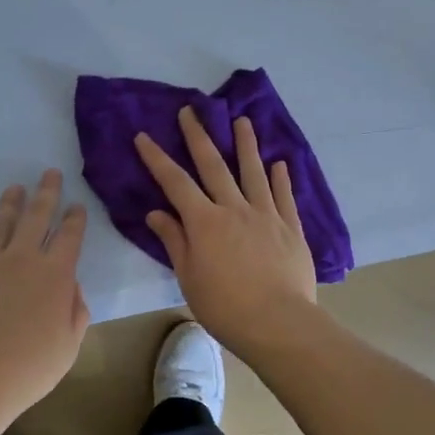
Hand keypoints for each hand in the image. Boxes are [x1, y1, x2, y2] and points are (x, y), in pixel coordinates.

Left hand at [0, 169, 90, 420]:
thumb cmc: (27, 370)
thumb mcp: (68, 347)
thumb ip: (76, 311)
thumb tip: (70, 288)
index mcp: (55, 275)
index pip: (70, 236)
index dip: (75, 218)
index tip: (77, 205)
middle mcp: (22, 258)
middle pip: (37, 215)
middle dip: (47, 192)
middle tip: (50, 173)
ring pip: (2, 223)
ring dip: (12, 203)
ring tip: (16, 188)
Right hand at [134, 108, 319, 354]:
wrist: (279, 323)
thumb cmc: (225, 306)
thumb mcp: (189, 277)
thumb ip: (175, 241)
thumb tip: (156, 213)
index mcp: (205, 222)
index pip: (175, 183)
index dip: (157, 158)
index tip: (144, 136)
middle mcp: (234, 208)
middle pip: (214, 166)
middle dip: (199, 136)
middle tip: (191, 112)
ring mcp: (266, 215)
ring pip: (253, 172)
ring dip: (246, 145)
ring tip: (242, 121)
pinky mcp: (291, 227)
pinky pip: (284, 196)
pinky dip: (281, 178)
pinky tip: (280, 163)